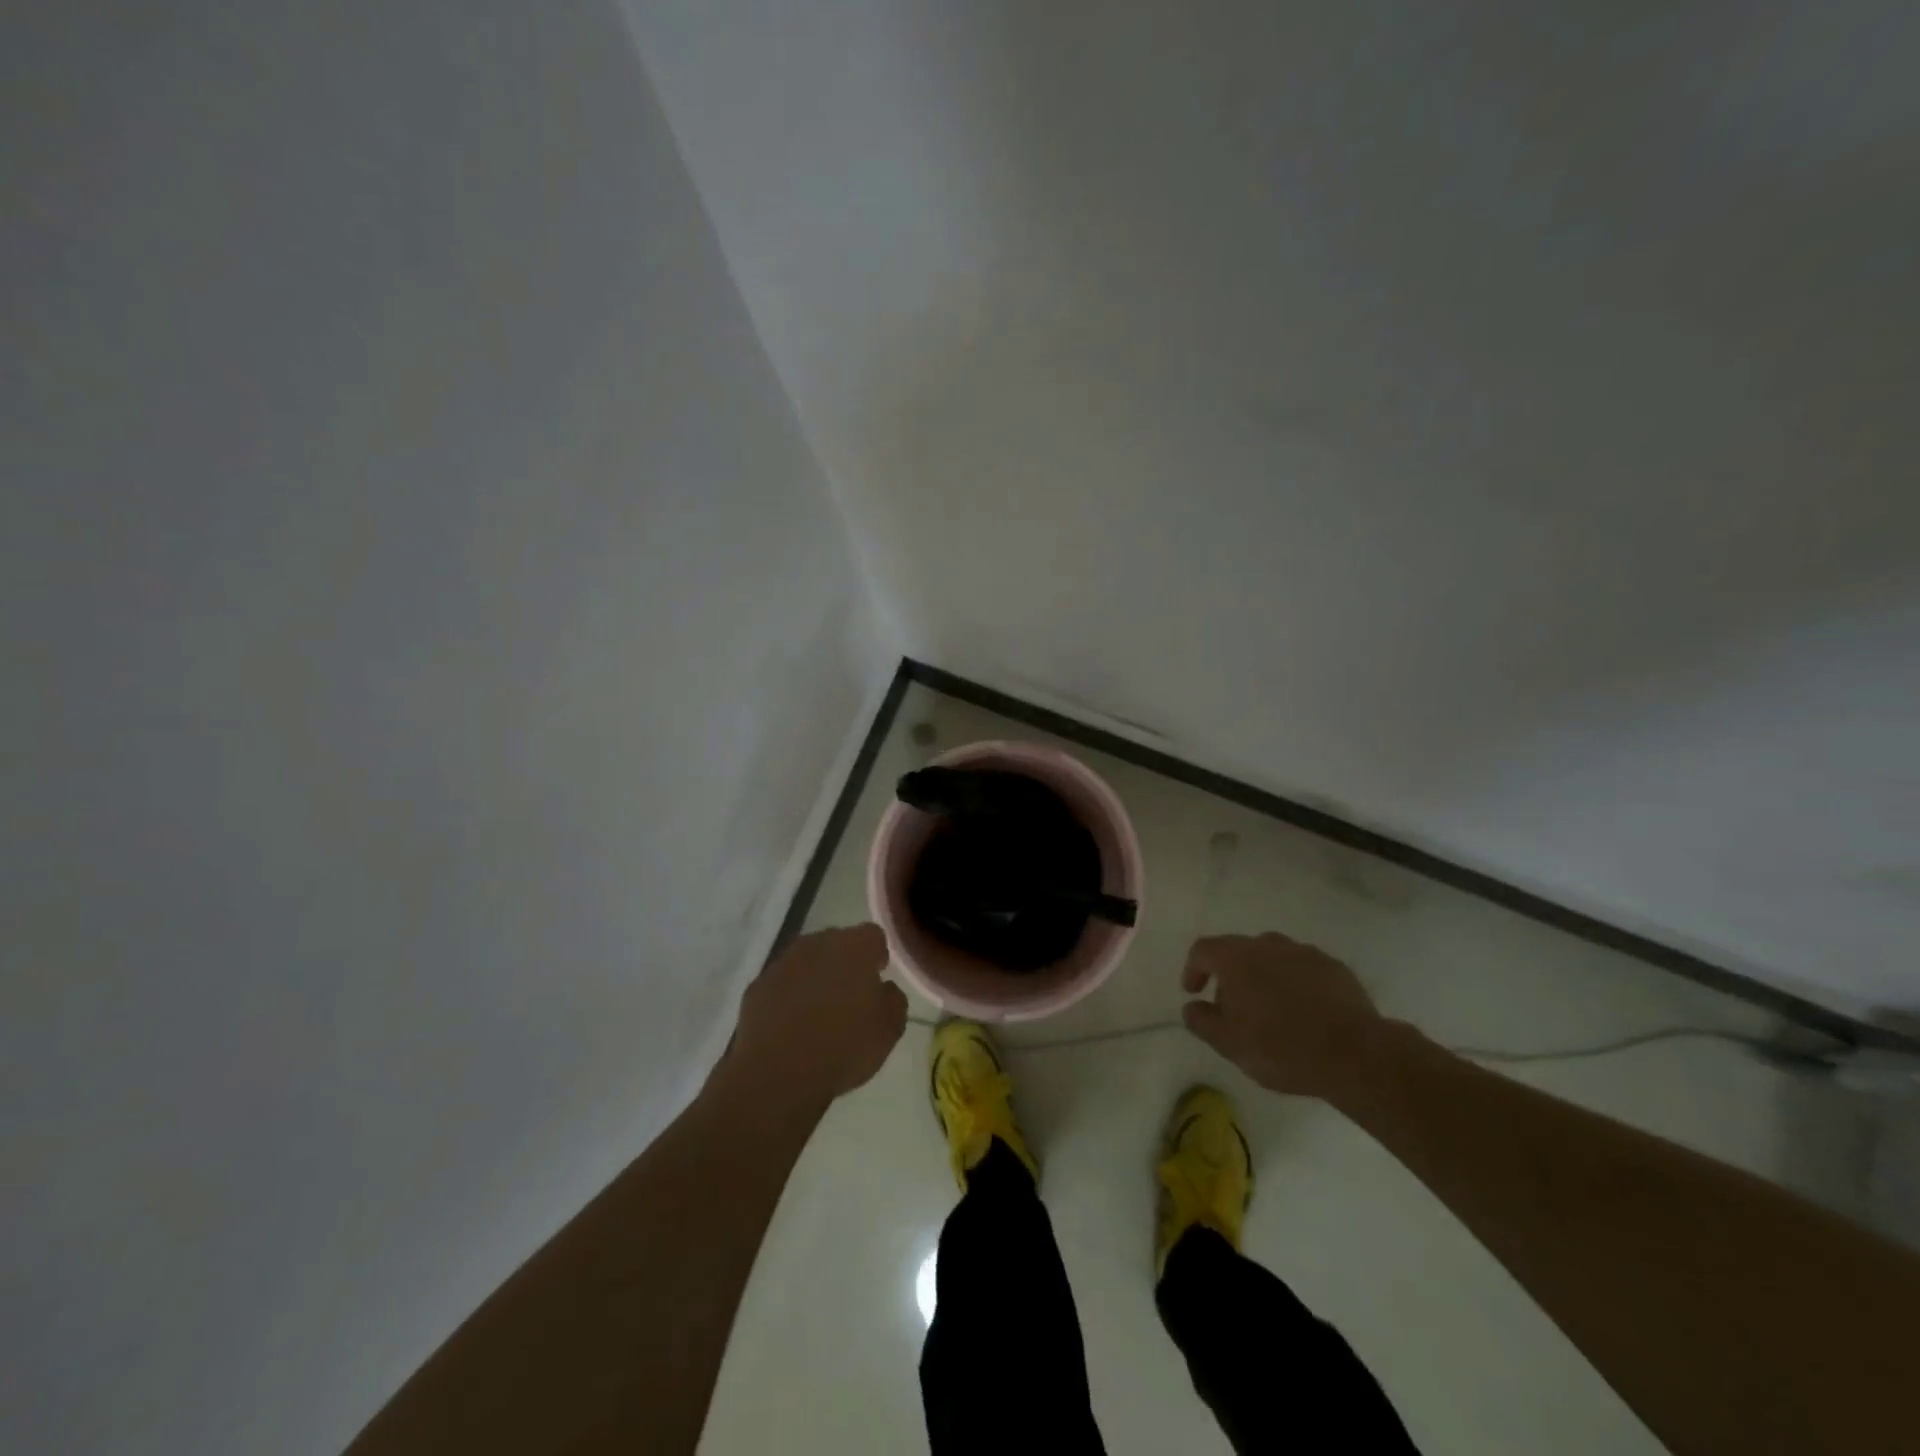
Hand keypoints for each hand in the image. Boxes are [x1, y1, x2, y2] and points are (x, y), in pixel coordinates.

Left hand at [728, 924, 907, 1105]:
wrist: (779, 1075)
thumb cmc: (844, 1047)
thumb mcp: (890, 1029)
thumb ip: (893, 999)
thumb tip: (883, 988)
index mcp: (854, 947)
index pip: (873, 935)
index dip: (877, 955)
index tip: (877, 979)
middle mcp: (817, 944)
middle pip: (837, 943)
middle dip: (845, 963)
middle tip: (850, 998)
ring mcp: (783, 963)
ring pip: (806, 961)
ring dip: (815, 978)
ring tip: (819, 1014)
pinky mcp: (757, 986)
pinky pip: (781, 983)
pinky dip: (788, 996)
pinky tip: (791, 1026)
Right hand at [1180, 932, 1386, 1099]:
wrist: (1355, 1055)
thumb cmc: (1281, 1048)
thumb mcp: (1229, 1044)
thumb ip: (1202, 1021)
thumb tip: (1191, 1007)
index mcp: (1237, 958)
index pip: (1203, 950)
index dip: (1194, 969)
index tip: (1194, 992)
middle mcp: (1268, 945)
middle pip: (1239, 951)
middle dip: (1230, 976)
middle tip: (1233, 1009)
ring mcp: (1305, 953)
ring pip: (1274, 958)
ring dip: (1264, 977)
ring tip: (1270, 1011)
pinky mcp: (1335, 968)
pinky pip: (1304, 970)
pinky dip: (1295, 984)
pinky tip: (1304, 1013)